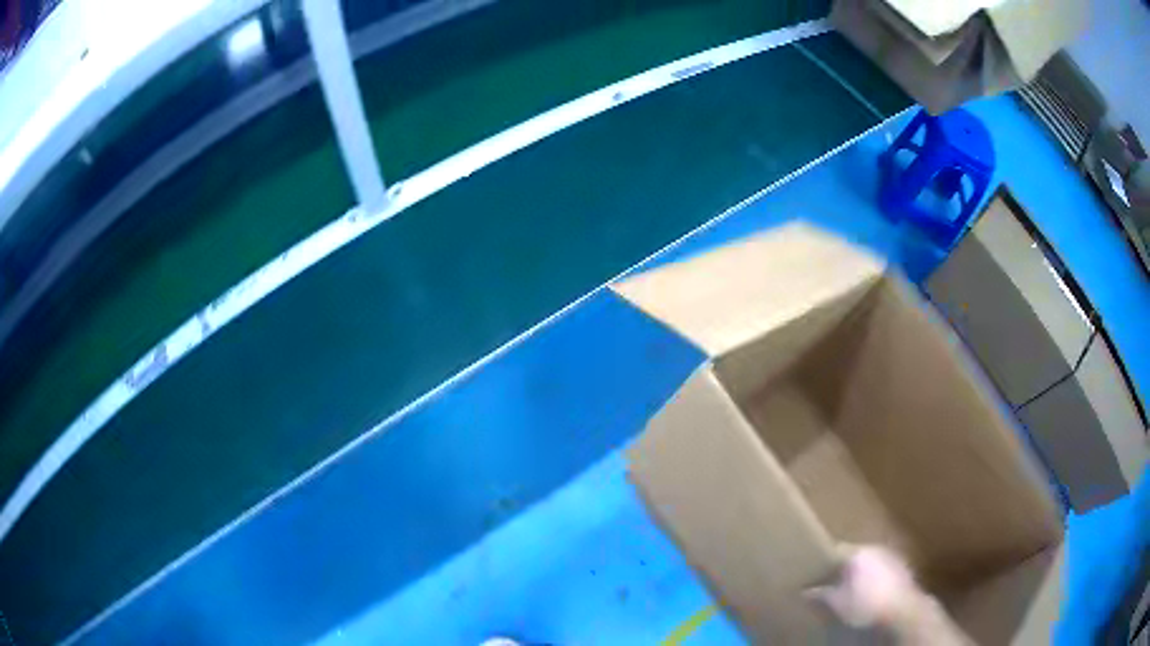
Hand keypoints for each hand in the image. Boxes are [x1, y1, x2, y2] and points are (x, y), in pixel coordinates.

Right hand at [808, 545, 923, 628]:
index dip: (825, 561)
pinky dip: (875, 578)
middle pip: (855, 554)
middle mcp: (876, 548)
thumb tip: (805, 590)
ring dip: (862, 572)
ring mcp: (892, 556)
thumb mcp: (837, 603)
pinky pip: (883, 569)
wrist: (902, 609)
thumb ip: (821, 594)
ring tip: (852, 588)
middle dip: (844, 566)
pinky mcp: (903, 568)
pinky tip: (871, 592)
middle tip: (833, 581)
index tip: (816, 571)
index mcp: (858, 552)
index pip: (836, 549)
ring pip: (871, 561)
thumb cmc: (866, 604)